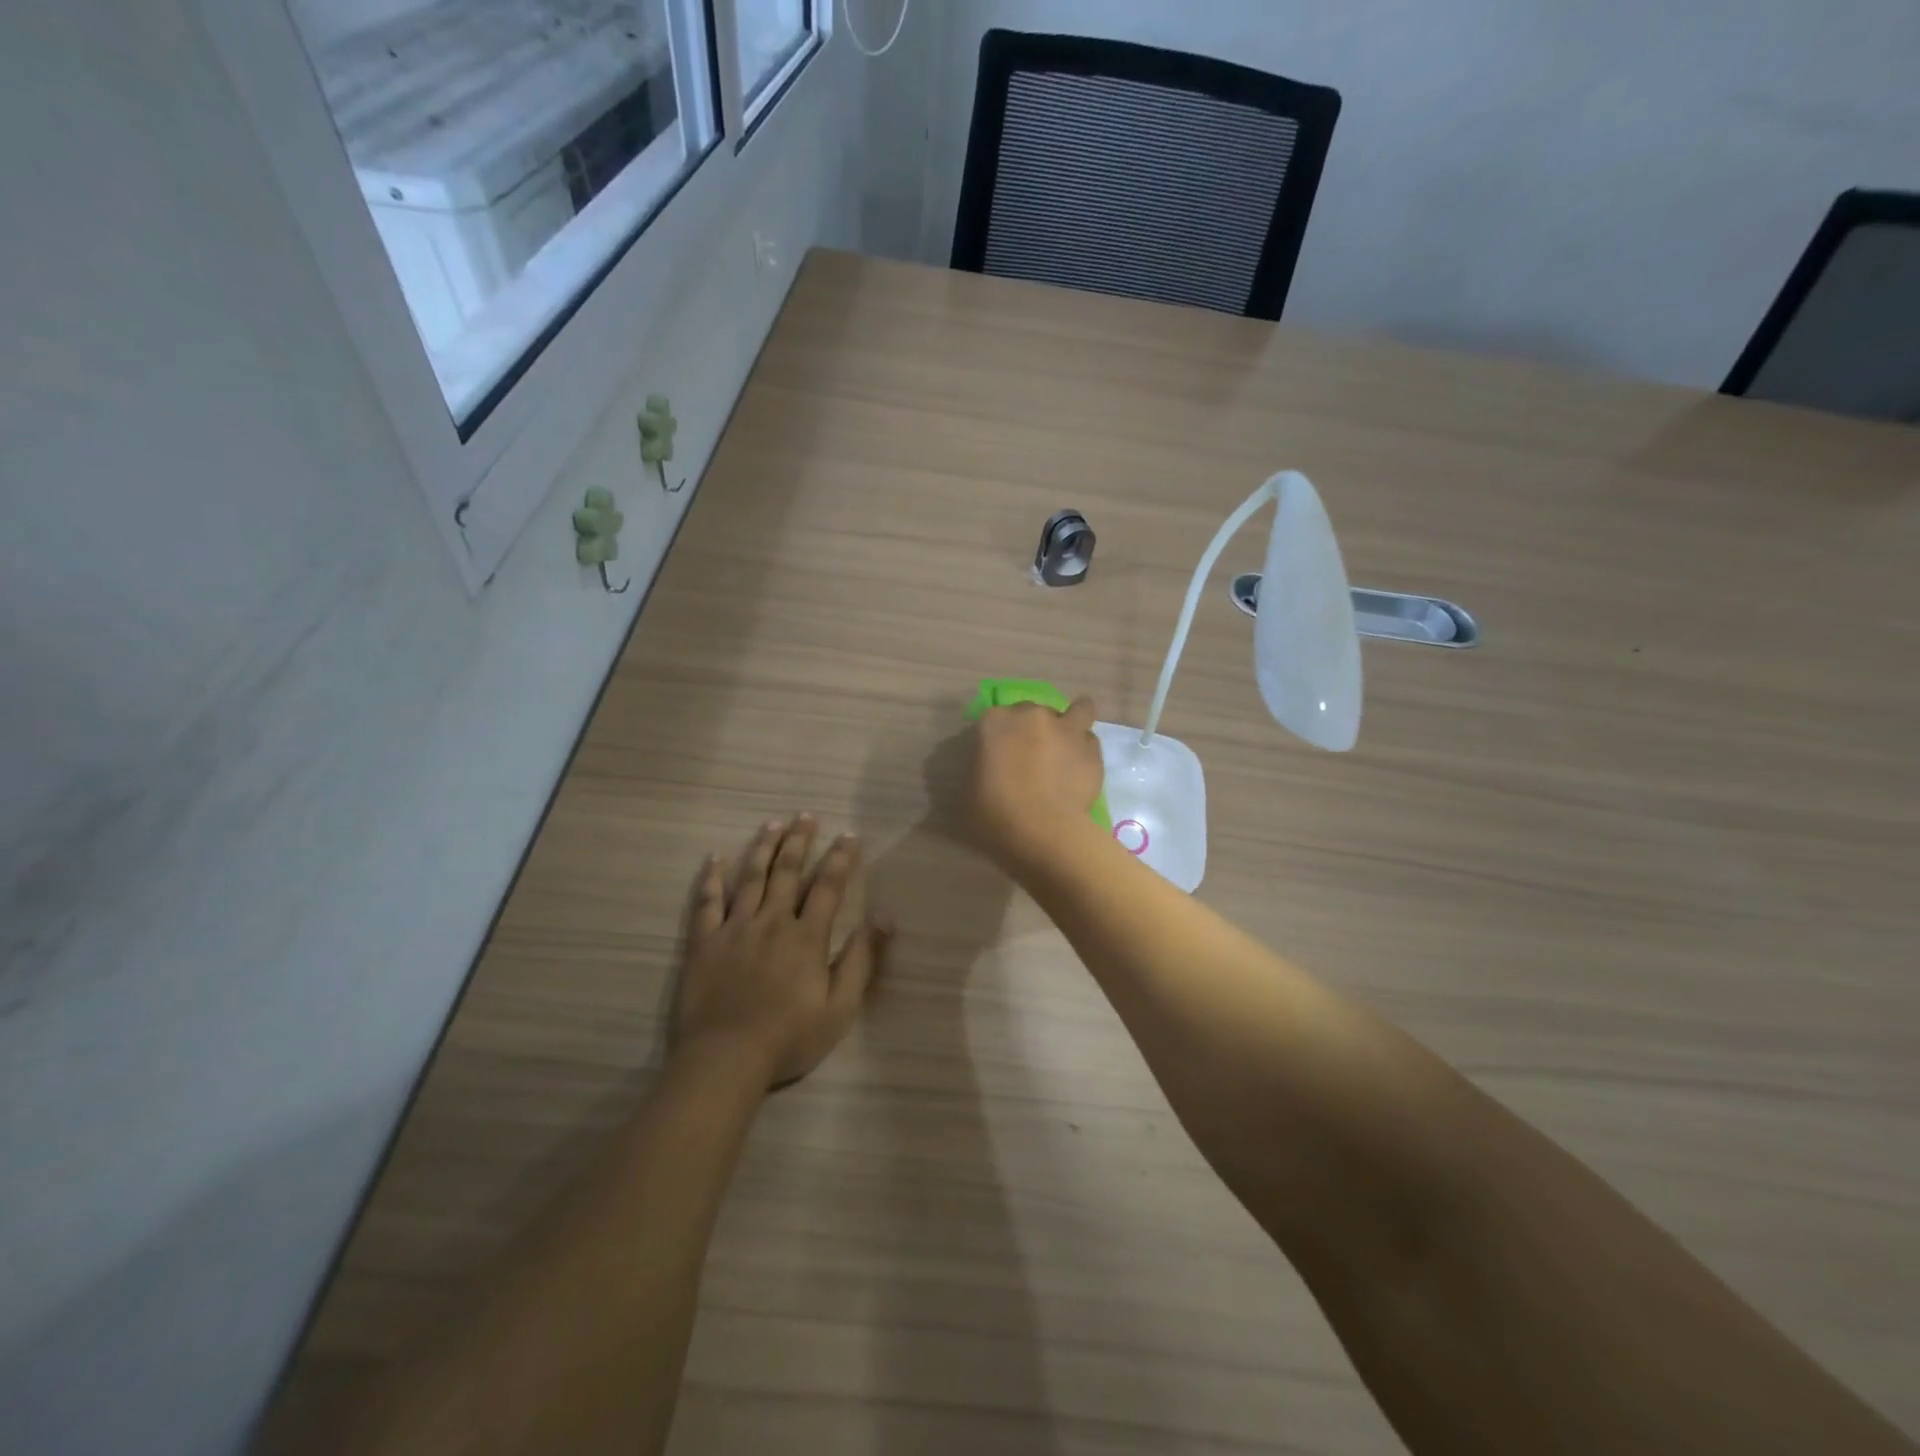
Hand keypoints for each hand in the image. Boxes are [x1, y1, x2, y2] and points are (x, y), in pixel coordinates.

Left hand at [674, 815, 890, 1088]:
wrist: (726, 1059)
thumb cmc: (789, 1038)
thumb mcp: (840, 1007)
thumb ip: (861, 959)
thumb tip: (884, 918)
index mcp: (806, 936)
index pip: (828, 886)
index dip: (840, 858)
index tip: (849, 835)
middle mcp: (772, 921)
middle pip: (787, 871)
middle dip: (799, 841)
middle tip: (806, 815)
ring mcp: (734, 928)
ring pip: (751, 878)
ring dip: (763, 848)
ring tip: (771, 824)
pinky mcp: (704, 942)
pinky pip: (707, 902)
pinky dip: (711, 878)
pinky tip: (714, 858)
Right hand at [962, 697, 1105, 869]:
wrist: (1043, 831)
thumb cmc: (994, 814)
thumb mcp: (967, 793)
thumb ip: (977, 771)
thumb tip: (986, 771)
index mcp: (995, 722)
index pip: (995, 718)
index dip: (999, 737)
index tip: (999, 756)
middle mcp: (1032, 715)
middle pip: (1034, 712)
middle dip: (1034, 729)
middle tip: (1032, 757)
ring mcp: (1066, 729)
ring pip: (1077, 711)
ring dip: (1071, 725)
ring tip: (1068, 747)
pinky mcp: (1092, 749)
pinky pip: (1090, 741)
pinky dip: (1085, 751)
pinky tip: (1081, 770)